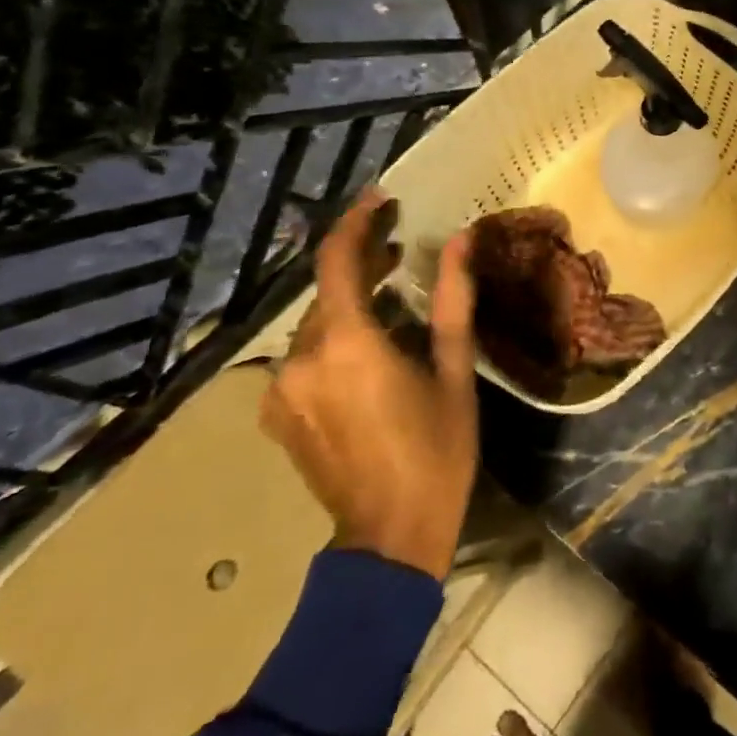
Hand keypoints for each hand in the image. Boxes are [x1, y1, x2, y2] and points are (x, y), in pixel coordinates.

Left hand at [262, 188, 478, 580]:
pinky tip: (367, 348)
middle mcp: (300, 359)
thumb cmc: (437, 450)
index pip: (337, 261)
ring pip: (316, 323)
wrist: (390, 537)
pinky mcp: (277, 412)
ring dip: (349, 302)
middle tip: (400, 247)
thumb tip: (459, 240)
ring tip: (389, 295)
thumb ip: (452, 300)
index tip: (381, 198)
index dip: (356, 222)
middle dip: (360, 263)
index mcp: (347, 345)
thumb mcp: (454, 371)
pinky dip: (334, 336)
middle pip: (325, 291)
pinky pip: (305, 355)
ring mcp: (280, 389)